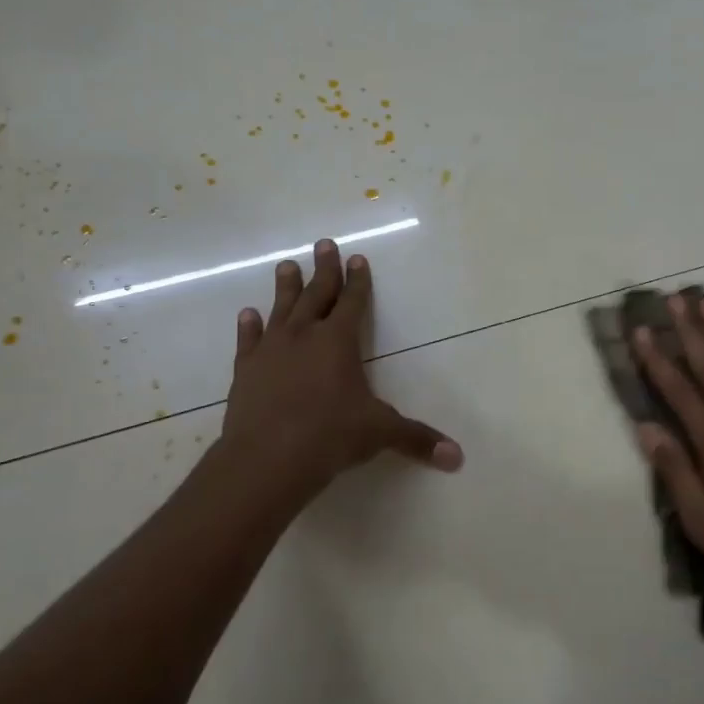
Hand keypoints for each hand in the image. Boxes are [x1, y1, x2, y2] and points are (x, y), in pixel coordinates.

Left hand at [209, 239, 461, 510]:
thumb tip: (457, 457)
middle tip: (323, 244)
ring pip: (281, 309)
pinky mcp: (246, 371)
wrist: (267, 460)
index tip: (357, 258)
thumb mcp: (380, 434)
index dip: (358, 281)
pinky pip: (248, 340)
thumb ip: (417, 439)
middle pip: (316, 294)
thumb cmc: (330, 437)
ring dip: (286, 288)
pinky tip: (248, 314)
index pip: (353, 303)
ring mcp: (271, 351)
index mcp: (338, 342)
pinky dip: (249, 326)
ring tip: (286, 265)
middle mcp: (304, 336)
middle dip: (324, 270)